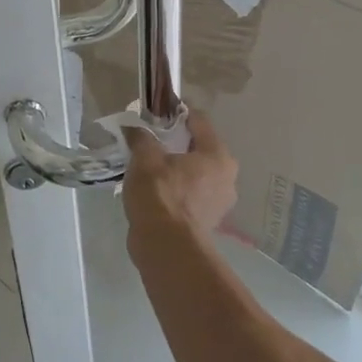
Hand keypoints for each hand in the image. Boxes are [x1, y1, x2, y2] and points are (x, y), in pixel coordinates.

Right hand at [124, 108, 237, 248]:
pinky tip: (154, 193)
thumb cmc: (160, 195)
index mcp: (218, 155)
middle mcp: (227, 177)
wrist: (165, 248)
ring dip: (175, 169)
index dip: (177, 113)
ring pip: (195, 173)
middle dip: (175, 143)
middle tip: (150, 142)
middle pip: (199, 148)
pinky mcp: (207, 222)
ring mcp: (219, 202)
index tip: (156, 113)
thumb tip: (134, 127)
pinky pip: (191, 195)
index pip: (199, 121)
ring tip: (148, 169)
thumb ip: (141, 137)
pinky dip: (176, 190)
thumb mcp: (145, 158)